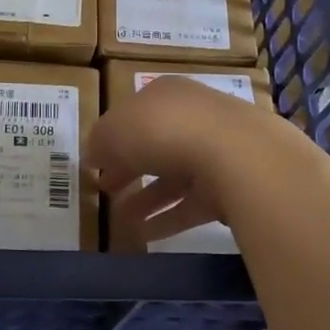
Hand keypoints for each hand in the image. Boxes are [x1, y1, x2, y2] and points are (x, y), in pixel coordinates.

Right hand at [91, 76, 291, 249]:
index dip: (112, 138)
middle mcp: (193, 116)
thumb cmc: (164, 130)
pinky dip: (169, 218)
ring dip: (147, 198)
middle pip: (155, 144)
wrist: (236, 155)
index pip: (134, 114)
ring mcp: (216, 150)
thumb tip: (92, 155)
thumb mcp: (115, 131)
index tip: (95, 163)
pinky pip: (193, 203)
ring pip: (174, 176)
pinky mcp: (231, 185)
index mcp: (165, 94)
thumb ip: (100, 142)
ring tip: (121, 219)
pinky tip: (146, 236)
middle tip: (106, 189)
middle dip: (129, 167)